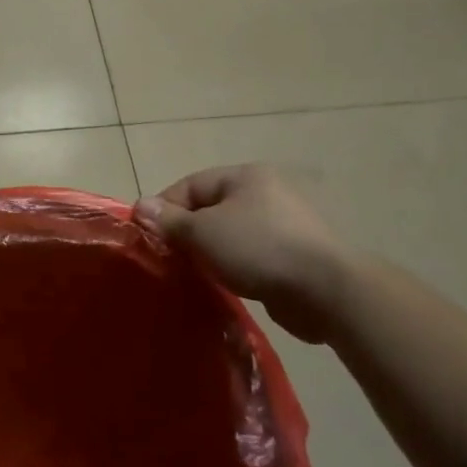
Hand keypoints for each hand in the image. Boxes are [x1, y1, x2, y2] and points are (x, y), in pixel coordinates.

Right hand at [136, 165, 352, 344]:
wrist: (326, 290)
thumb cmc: (258, 248)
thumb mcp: (203, 232)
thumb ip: (170, 220)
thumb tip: (140, 206)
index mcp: (245, 176)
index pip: (191, 185)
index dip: (165, 208)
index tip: (148, 236)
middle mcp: (267, 192)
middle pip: (212, 208)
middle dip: (188, 232)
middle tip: (169, 257)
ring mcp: (286, 223)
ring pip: (232, 233)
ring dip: (212, 251)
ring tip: (195, 273)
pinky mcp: (296, 254)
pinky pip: (253, 253)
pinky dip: (236, 265)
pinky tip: (226, 283)